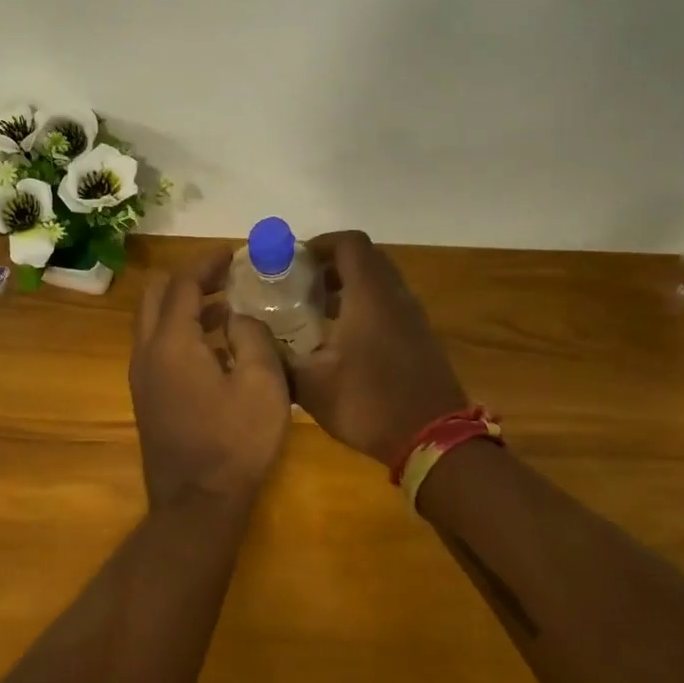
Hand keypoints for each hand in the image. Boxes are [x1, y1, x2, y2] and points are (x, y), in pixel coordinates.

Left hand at [130, 248, 290, 511]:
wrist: (197, 504)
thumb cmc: (235, 442)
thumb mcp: (263, 384)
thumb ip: (253, 336)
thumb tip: (240, 317)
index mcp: (172, 341)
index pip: (183, 283)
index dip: (207, 263)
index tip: (233, 253)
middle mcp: (146, 351)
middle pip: (156, 295)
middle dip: (189, 279)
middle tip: (226, 278)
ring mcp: (141, 376)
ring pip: (153, 322)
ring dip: (185, 307)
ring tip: (228, 308)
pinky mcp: (146, 397)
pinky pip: (157, 347)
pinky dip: (180, 332)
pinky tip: (217, 348)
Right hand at [291, 231, 467, 467]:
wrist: (433, 439)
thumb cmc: (369, 402)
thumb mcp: (312, 386)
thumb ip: (278, 357)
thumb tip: (250, 338)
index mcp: (370, 294)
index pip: (349, 243)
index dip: (320, 244)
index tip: (293, 263)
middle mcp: (395, 295)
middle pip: (365, 259)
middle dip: (331, 265)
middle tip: (300, 286)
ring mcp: (412, 316)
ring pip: (379, 283)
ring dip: (348, 288)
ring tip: (314, 313)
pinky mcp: (420, 337)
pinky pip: (389, 305)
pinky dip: (364, 307)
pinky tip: (341, 340)